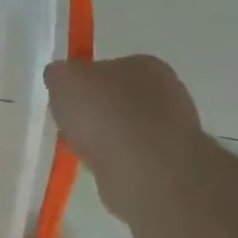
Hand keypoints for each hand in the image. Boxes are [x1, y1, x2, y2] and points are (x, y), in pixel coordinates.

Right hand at [45, 56, 205, 214]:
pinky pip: (135, 157)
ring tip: (86, 151)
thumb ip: (59, 73)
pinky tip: (105, 168)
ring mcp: (178, 130)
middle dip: (96, 112)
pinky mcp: (177, 164)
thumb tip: (62, 79)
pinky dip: (118, 161)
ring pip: (128, 129)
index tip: (67, 99)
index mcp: (146, 65)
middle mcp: (170, 92)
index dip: (83, 82)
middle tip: (73, 125)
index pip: (108, 67)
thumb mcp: (62, 78)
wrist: (146, 172)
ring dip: (107, 138)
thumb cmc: (104, 114)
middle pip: (119, 99)